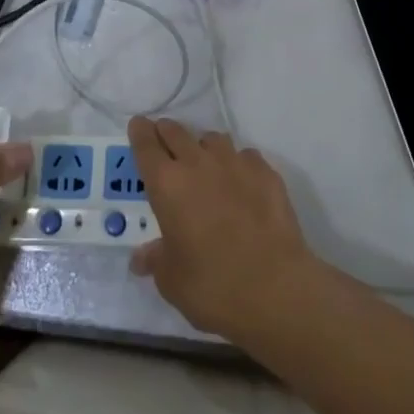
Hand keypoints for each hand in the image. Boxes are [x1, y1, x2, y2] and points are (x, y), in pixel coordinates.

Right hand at [126, 118, 317, 339]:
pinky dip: (238, 164)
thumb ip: (155, 260)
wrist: (275, 288)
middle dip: (167, 133)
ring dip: (203, 147)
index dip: (140, 133)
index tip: (138, 125)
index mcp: (167, 185)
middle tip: (164, 140)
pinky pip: (245, 156)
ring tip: (204, 164)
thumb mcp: (171, 281)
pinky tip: (241, 183)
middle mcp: (198, 164)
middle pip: (177, 133)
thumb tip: (142, 257)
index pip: (147, 146)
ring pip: (213, 139)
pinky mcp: (266, 172)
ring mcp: (235, 163)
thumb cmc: (212, 286)